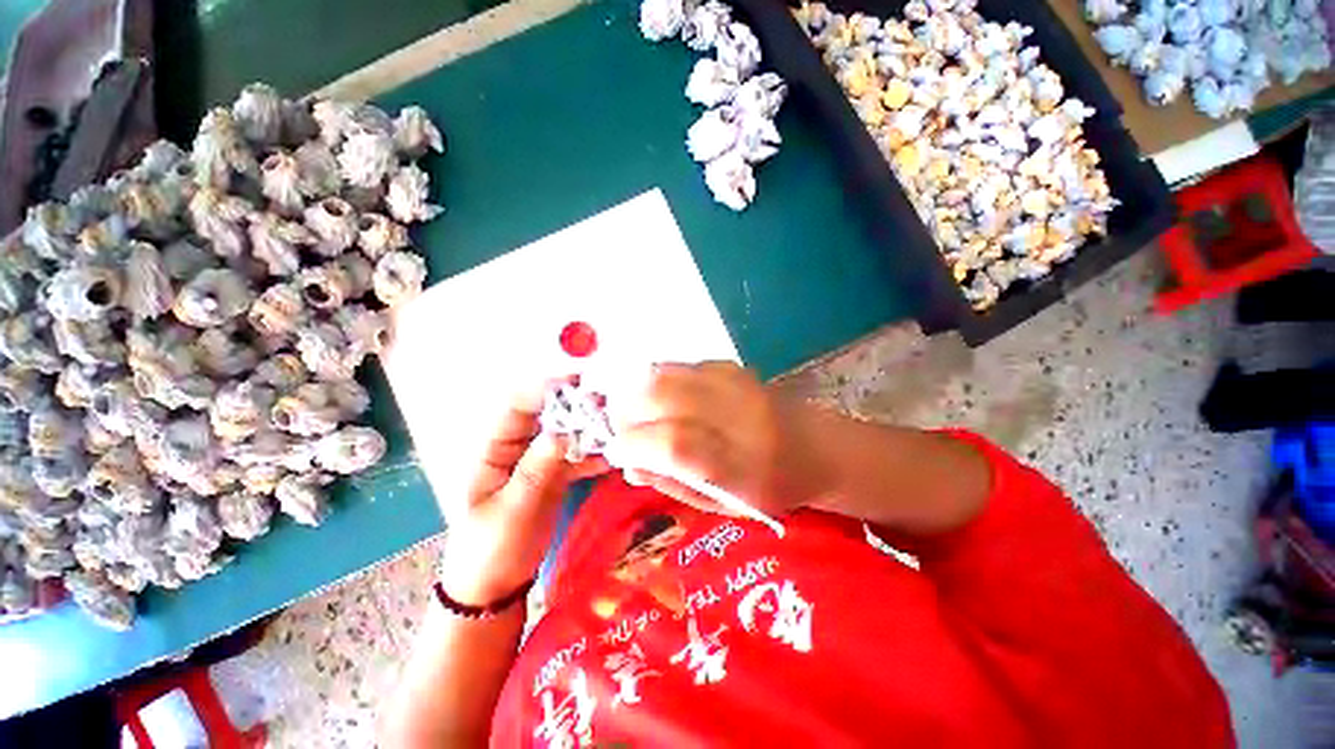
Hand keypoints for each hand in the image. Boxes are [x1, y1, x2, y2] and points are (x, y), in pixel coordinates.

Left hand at [437, 382, 605, 605]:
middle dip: (574, 407)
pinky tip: (614, 455)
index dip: (543, 390)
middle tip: (604, 401)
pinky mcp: (556, 477)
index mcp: (495, 450)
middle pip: (547, 416)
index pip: (517, 407)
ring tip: (615, 424)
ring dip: (588, 429)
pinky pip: (577, 459)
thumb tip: (562, 432)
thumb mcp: (511, 510)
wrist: (496, 586)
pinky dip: (593, 455)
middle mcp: (518, 449)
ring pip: (566, 436)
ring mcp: (539, 463)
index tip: (575, 382)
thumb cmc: (490, 548)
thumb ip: (536, 470)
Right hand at [611, 362, 824, 517]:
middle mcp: (737, 416)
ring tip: (638, 412)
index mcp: (739, 464)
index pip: (674, 443)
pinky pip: (680, 366)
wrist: (819, 447)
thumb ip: (673, 484)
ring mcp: (735, 384)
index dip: (634, 443)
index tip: (618, 451)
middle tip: (624, 429)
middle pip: (663, 395)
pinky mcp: (732, 367)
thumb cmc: (771, 488)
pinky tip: (663, 398)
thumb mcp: (723, 505)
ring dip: (639, 393)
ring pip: (667, 374)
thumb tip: (629, 465)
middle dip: (627, 412)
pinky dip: (659, 380)